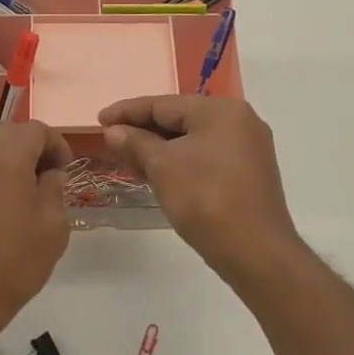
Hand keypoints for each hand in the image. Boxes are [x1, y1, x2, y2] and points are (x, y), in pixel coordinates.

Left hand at [0, 121, 72, 338]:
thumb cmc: (14, 260)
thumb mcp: (52, 225)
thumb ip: (54, 188)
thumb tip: (48, 174)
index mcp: (4, 156)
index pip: (36, 130)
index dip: (57, 145)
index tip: (66, 171)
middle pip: (9, 134)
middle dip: (33, 149)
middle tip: (49, 179)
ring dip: (11, 162)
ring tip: (27, 195)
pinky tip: (2, 210)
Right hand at [100, 95, 300, 285]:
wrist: (254, 251)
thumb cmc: (205, 199)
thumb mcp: (162, 167)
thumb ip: (136, 143)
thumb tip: (114, 131)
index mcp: (221, 110)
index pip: (163, 103)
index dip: (127, 111)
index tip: (99, 119)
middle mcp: (239, 121)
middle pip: (179, 119)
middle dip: (142, 132)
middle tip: (110, 142)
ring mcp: (246, 148)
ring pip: (191, 140)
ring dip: (158, 149)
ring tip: (127, 160)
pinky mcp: (247, 173)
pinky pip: (204, 157)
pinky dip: (178, 162)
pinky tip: (155, 174)